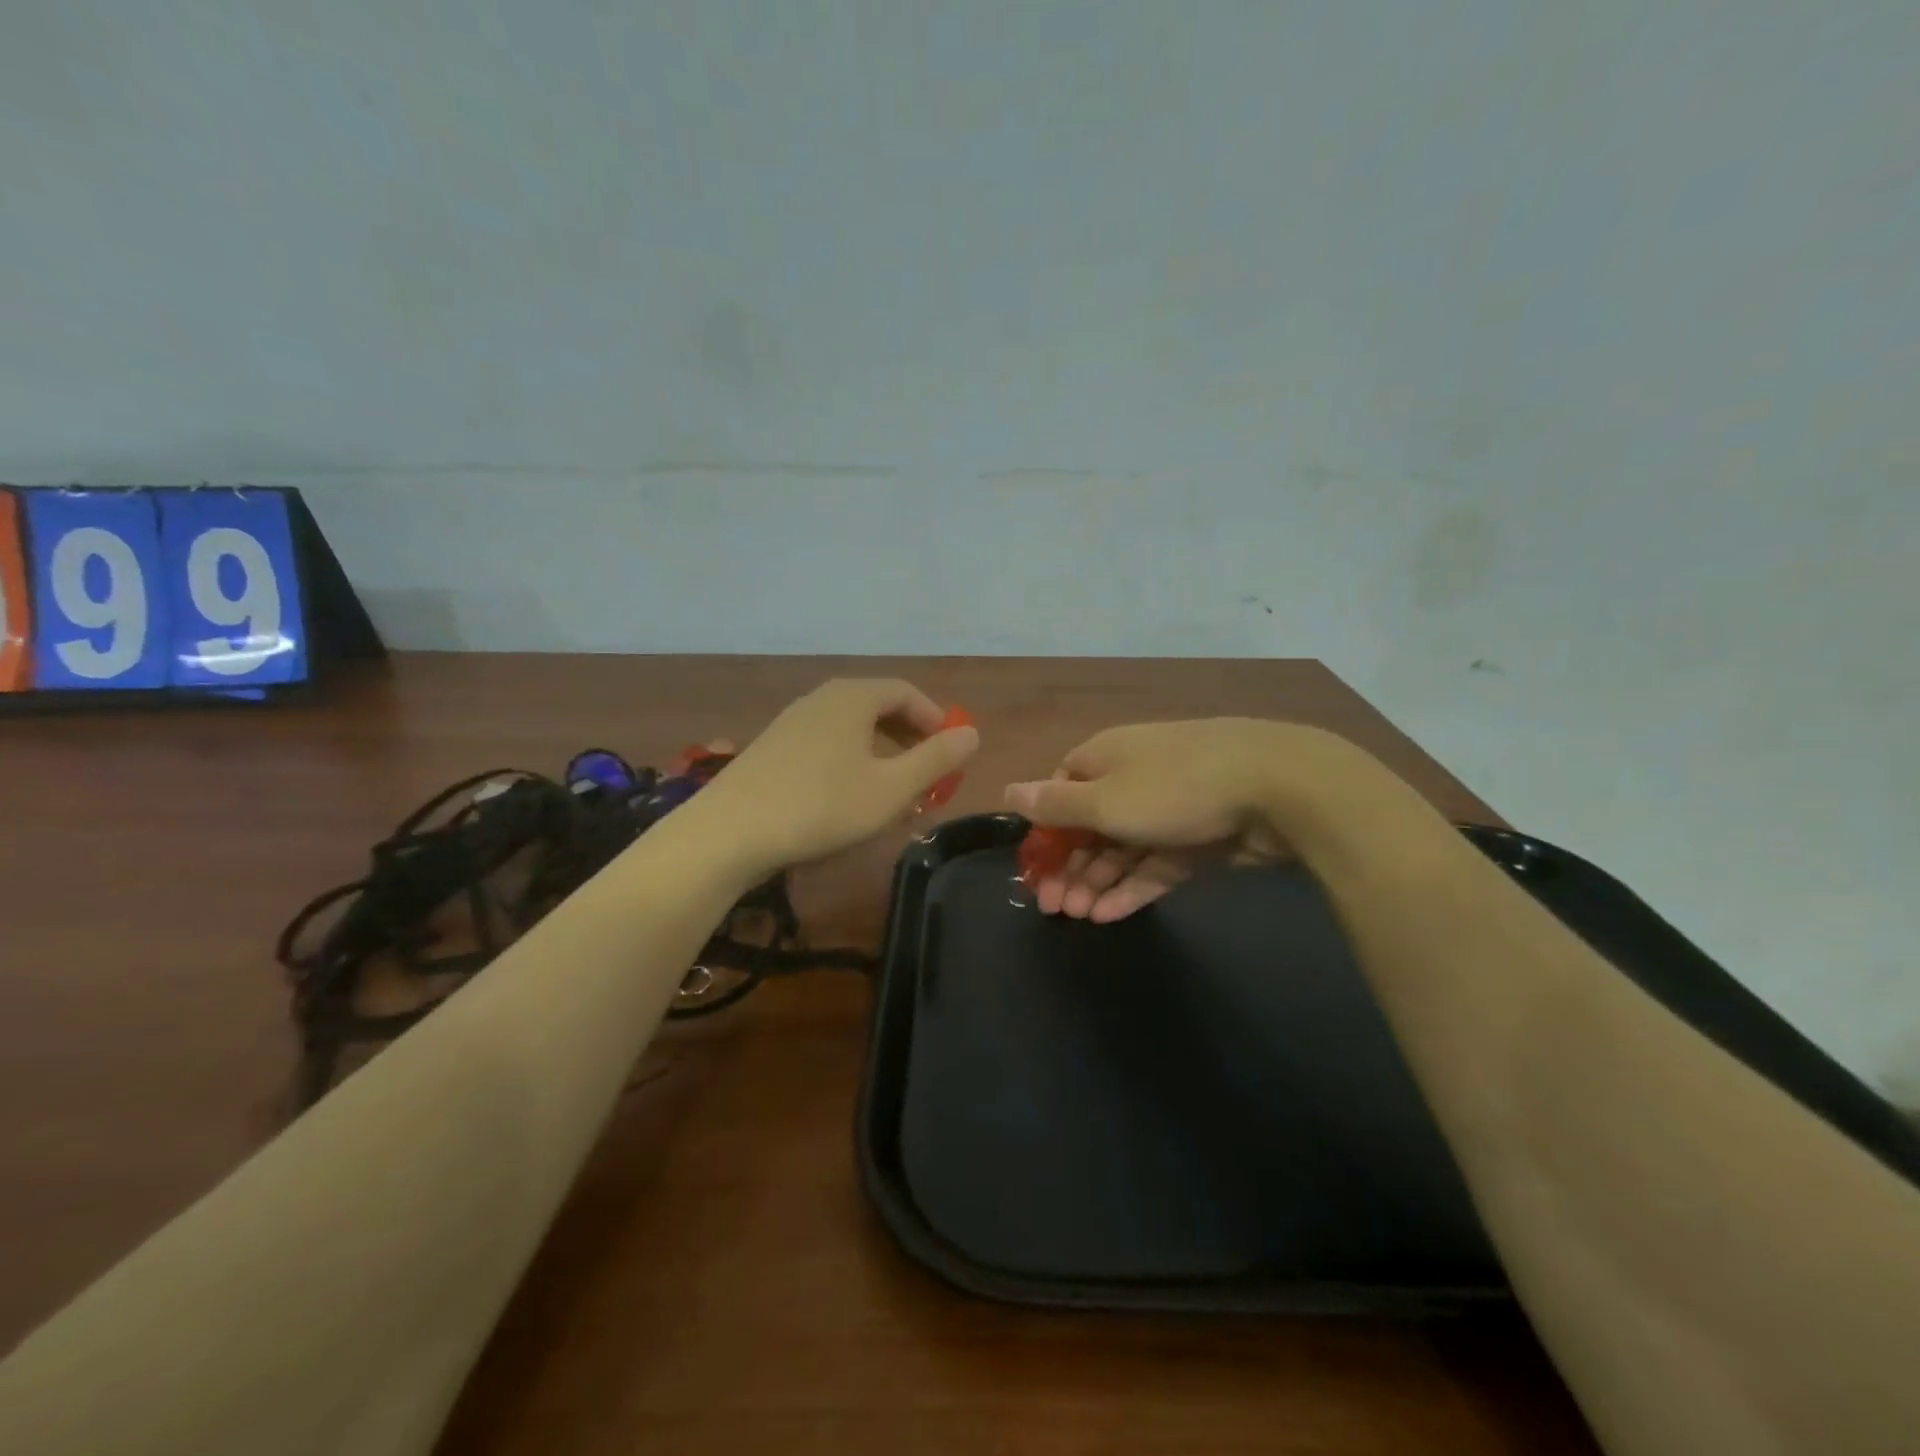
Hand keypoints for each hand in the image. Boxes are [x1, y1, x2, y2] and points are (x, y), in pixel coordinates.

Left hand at [698, 679, 979, 878]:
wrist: (729, 831)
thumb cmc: (821, 806)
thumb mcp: (891, 789)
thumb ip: (936, 760)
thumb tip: (972, 734)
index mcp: (853, 697)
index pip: (905, 692)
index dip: (935, 718)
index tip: (951, 751)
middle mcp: (822, 698)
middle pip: (877, 705)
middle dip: (909, 736)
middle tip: (927, 772)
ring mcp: (792, 721)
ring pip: (851, 726)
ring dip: (880, 751)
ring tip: (893, 788)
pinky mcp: (772, 747)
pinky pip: (826, 742)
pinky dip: (851, 760)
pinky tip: (848, 796)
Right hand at [1004, 719, 1318, 922]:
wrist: (1278, 786)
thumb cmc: (1174, 787)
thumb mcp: (1105, 799)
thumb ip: (1055, 803)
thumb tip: (1008, 790)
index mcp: (1103, 758)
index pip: (1059, 792)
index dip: (1045, 831)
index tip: (1035, 869)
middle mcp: (1131, 778)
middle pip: (1089, 825)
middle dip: (1069, 866)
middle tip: (1054, 909)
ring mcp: (1168, 809)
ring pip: (1122, 849)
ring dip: (1097, 882)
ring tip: (1078, 917)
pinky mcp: (1198, 838)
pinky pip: (1155, 864)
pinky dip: (1132, 888)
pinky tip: (1109, 916)